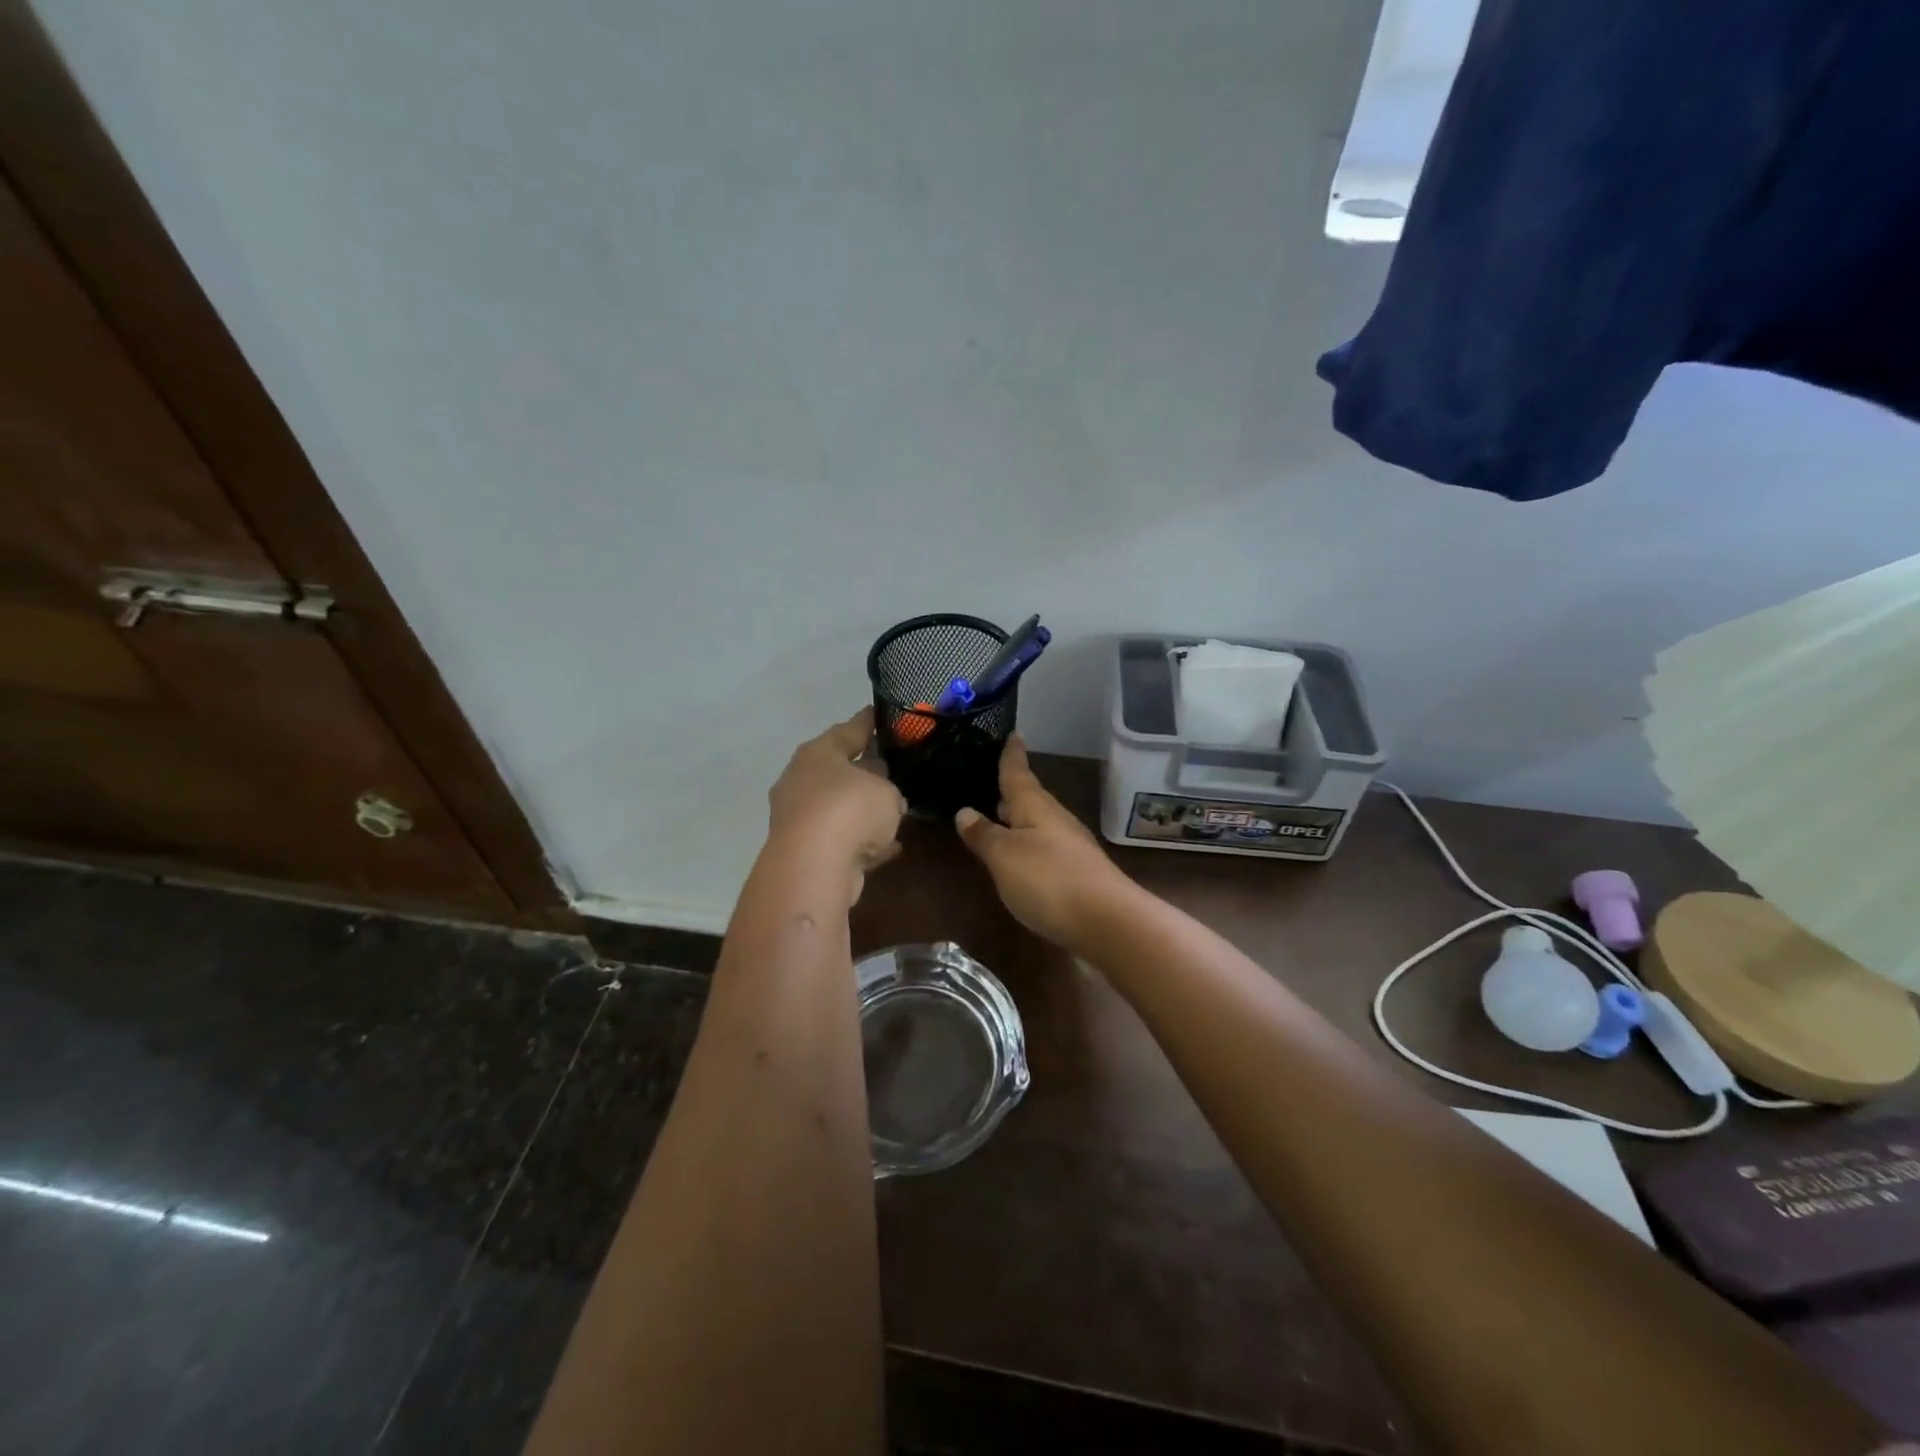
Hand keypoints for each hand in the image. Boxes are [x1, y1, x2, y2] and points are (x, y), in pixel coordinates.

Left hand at [768, 708, 906, 902]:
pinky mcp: (805, 852)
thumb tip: (885, 797)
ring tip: (894, 810)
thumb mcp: (886, 790)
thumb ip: (889, 789)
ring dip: (861, 810)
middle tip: (892, 766)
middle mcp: (801, 781)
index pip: (848, 730)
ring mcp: (800, 818)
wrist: (814, 866)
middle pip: (839, 770)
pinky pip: (842, 840)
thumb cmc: (850, 809)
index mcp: (817, 754)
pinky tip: (889, 847)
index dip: (867, 722)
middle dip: (864, 769)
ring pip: (839, 807)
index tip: (881, 714)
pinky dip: (862, 842)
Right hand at [954, 735, 1135, 951]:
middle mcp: (1055, 820)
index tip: (1013, 734)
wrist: (1107, 921)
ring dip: (1020, 817)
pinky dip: (1030, 843)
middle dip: (1013, 789)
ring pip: (1039, 823)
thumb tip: (964, 810)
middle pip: (1031, 798)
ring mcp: (1070, 847)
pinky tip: (1021, 857)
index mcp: (1035, 807)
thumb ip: (984, 834)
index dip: (1012, 755)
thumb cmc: (1048, 879)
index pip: (1018, 773)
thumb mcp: (1004, 856)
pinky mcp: (1078, 873)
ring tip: (1001, 815)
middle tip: (996, 777)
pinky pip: (1046, 847)